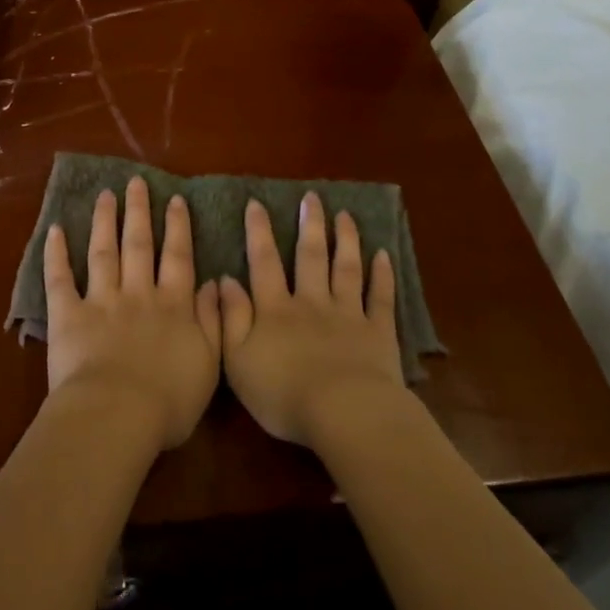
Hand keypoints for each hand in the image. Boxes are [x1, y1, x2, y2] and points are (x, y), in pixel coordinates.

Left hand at [43, 177, 222, 450]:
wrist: (117, 415)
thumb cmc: (169, 401)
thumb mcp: (210, 363)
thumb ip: (214, 319)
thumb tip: (216, 283)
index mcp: (173, 305)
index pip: (178, 257)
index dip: (178, 227)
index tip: (176, 199)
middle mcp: (138, 293)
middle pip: (139, 244)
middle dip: (139, 211)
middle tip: (136, 182)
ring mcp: (102, 300)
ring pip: (103, 251)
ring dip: (105, 221)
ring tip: (106, 195)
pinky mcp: (68, 315)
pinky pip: (60, 278)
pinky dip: (56, 253)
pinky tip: (55, 230)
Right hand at [217, 192, 403, 447]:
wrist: (343, 412)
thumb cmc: (283, 393)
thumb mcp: (238, 360)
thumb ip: (231, 317)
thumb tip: (224, 279)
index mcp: (276, 310)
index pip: (264, 262)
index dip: (259, 232)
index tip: (257, 203)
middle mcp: (311, 302)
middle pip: (310, 257)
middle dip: (310, 225)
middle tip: (312, 197)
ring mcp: (348, 314)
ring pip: (346, 269)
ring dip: (346, 240)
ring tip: (345, 216)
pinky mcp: (378, 332)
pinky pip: (381, 297)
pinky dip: (383, 275)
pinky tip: (385, 255)